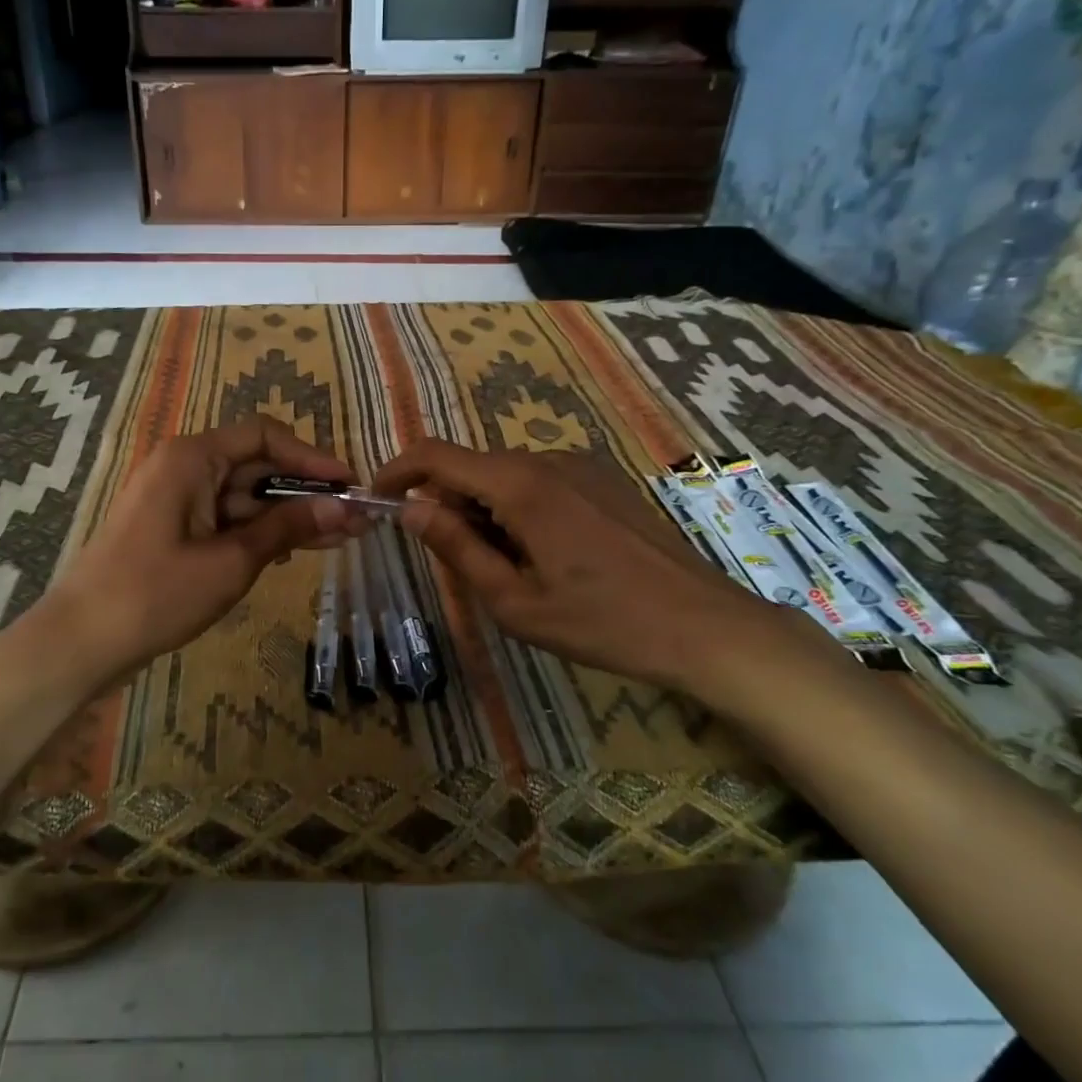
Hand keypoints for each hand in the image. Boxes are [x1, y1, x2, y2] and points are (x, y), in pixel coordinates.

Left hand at [43, 419, 366, 684]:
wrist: (81, 642)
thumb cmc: (155, 594)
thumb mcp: (231, 561)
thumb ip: (287, 527)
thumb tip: (344, 508)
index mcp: (191, 458)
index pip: (264, 436)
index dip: (311, 458)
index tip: (350, 485)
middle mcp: (183, 467)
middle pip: (256, 466)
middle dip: (305, 493)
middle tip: (353, 520)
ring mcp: (176, 499)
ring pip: (244, 497)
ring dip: (287, 517)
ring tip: (339, 539)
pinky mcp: (173, 528)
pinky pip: (225, 519)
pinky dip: (258, 533)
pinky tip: (295, 552)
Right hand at [373, 440, 815, 694]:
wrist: (703, 626)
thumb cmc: (601, 622)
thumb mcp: (514, 600)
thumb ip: (457, 547)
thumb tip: (410, 508)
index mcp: (519, 486)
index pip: (435, 455)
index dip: (397, 471)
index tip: (378, 500)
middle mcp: (546, 460)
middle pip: (471, 467)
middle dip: (448, 505)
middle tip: (459, 564)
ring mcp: (580, 465)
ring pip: (505, 476)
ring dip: (486, 511)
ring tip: (512, 571)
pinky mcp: (603, 478)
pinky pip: (539, 481)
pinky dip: (519, 508)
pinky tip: (548, 556)